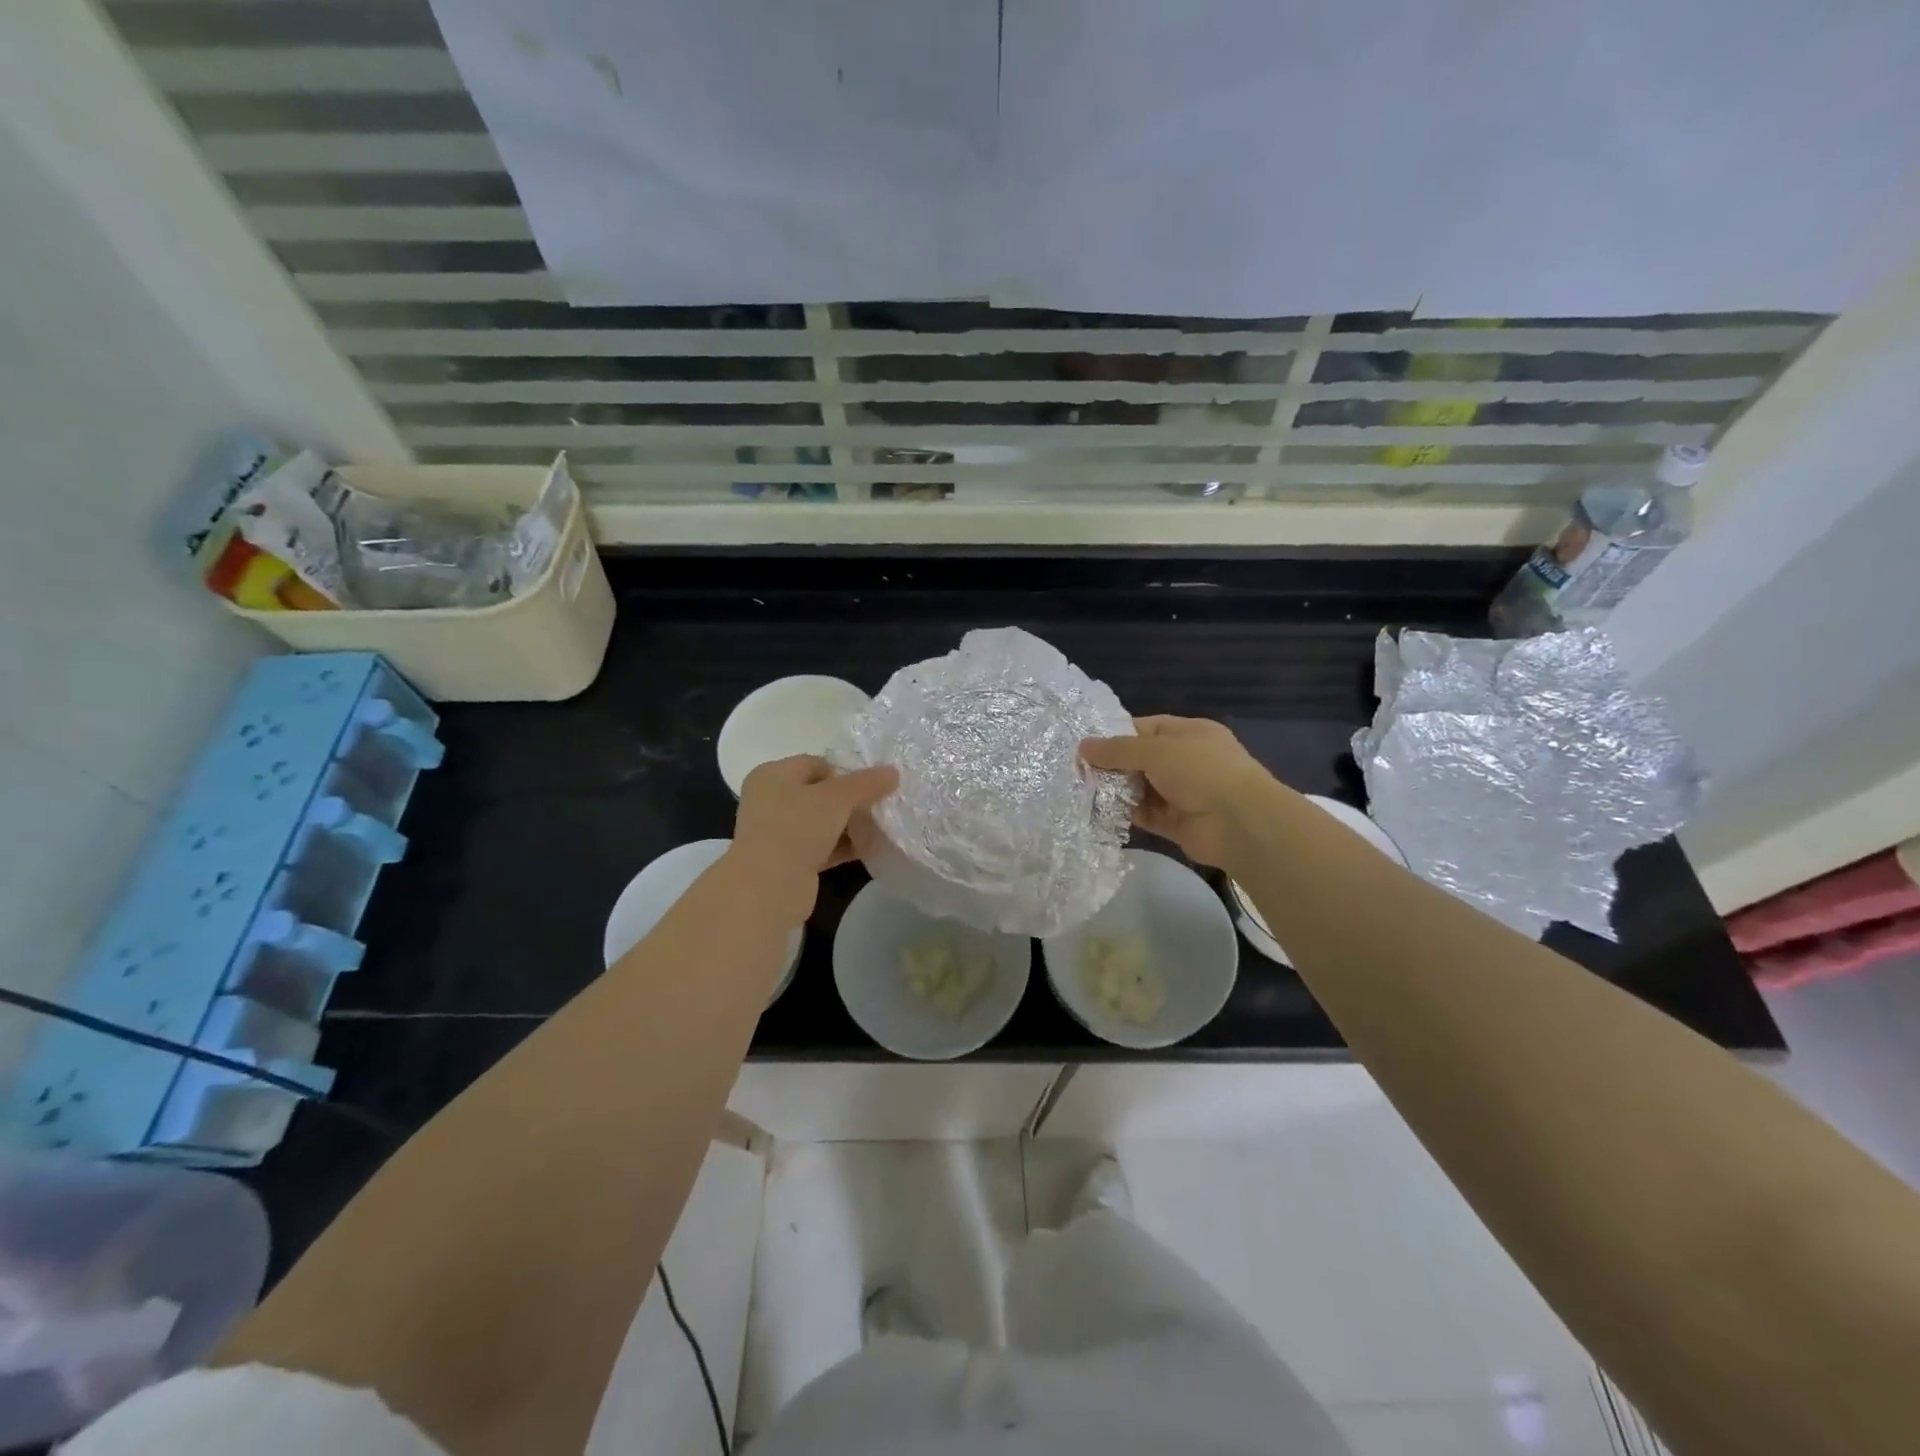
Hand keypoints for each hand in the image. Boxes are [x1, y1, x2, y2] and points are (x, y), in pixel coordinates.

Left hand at [729, 756, 898, 921]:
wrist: (768, 888)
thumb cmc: (796, 829)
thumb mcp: (837, 798)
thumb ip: (866, 783)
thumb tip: (893, 772)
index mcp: (773, 775)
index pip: (816, 764)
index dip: (846, 772)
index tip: (872, 786)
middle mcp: (770, 800)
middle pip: (820, 793)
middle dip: (851, 800)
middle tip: (880, 806)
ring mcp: (778, 832)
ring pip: (822, 822)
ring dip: (849, 825)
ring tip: (880, 828)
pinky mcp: (788, 861)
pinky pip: (822, 847)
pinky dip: (843, 847)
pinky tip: (869, 849)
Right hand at [1081, 716, 1280, 867]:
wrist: (1240, 823)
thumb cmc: (1201, 771)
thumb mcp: (1155, 750)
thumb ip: (1117, 750)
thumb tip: (1083, 746)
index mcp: (1188, 733)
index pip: (1145, 728)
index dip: (1115, 734)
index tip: (1085, 744)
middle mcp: (1185, 760)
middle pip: (1140, 759)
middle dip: (1111, 765)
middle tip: (1076, 771)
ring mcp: (1182, 793)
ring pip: (1140, 787)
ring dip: (1115, 790)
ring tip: (1081, 791)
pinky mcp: (1175, 822)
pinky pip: (1144, 814)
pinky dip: (1124, 813)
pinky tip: (1098, 812)